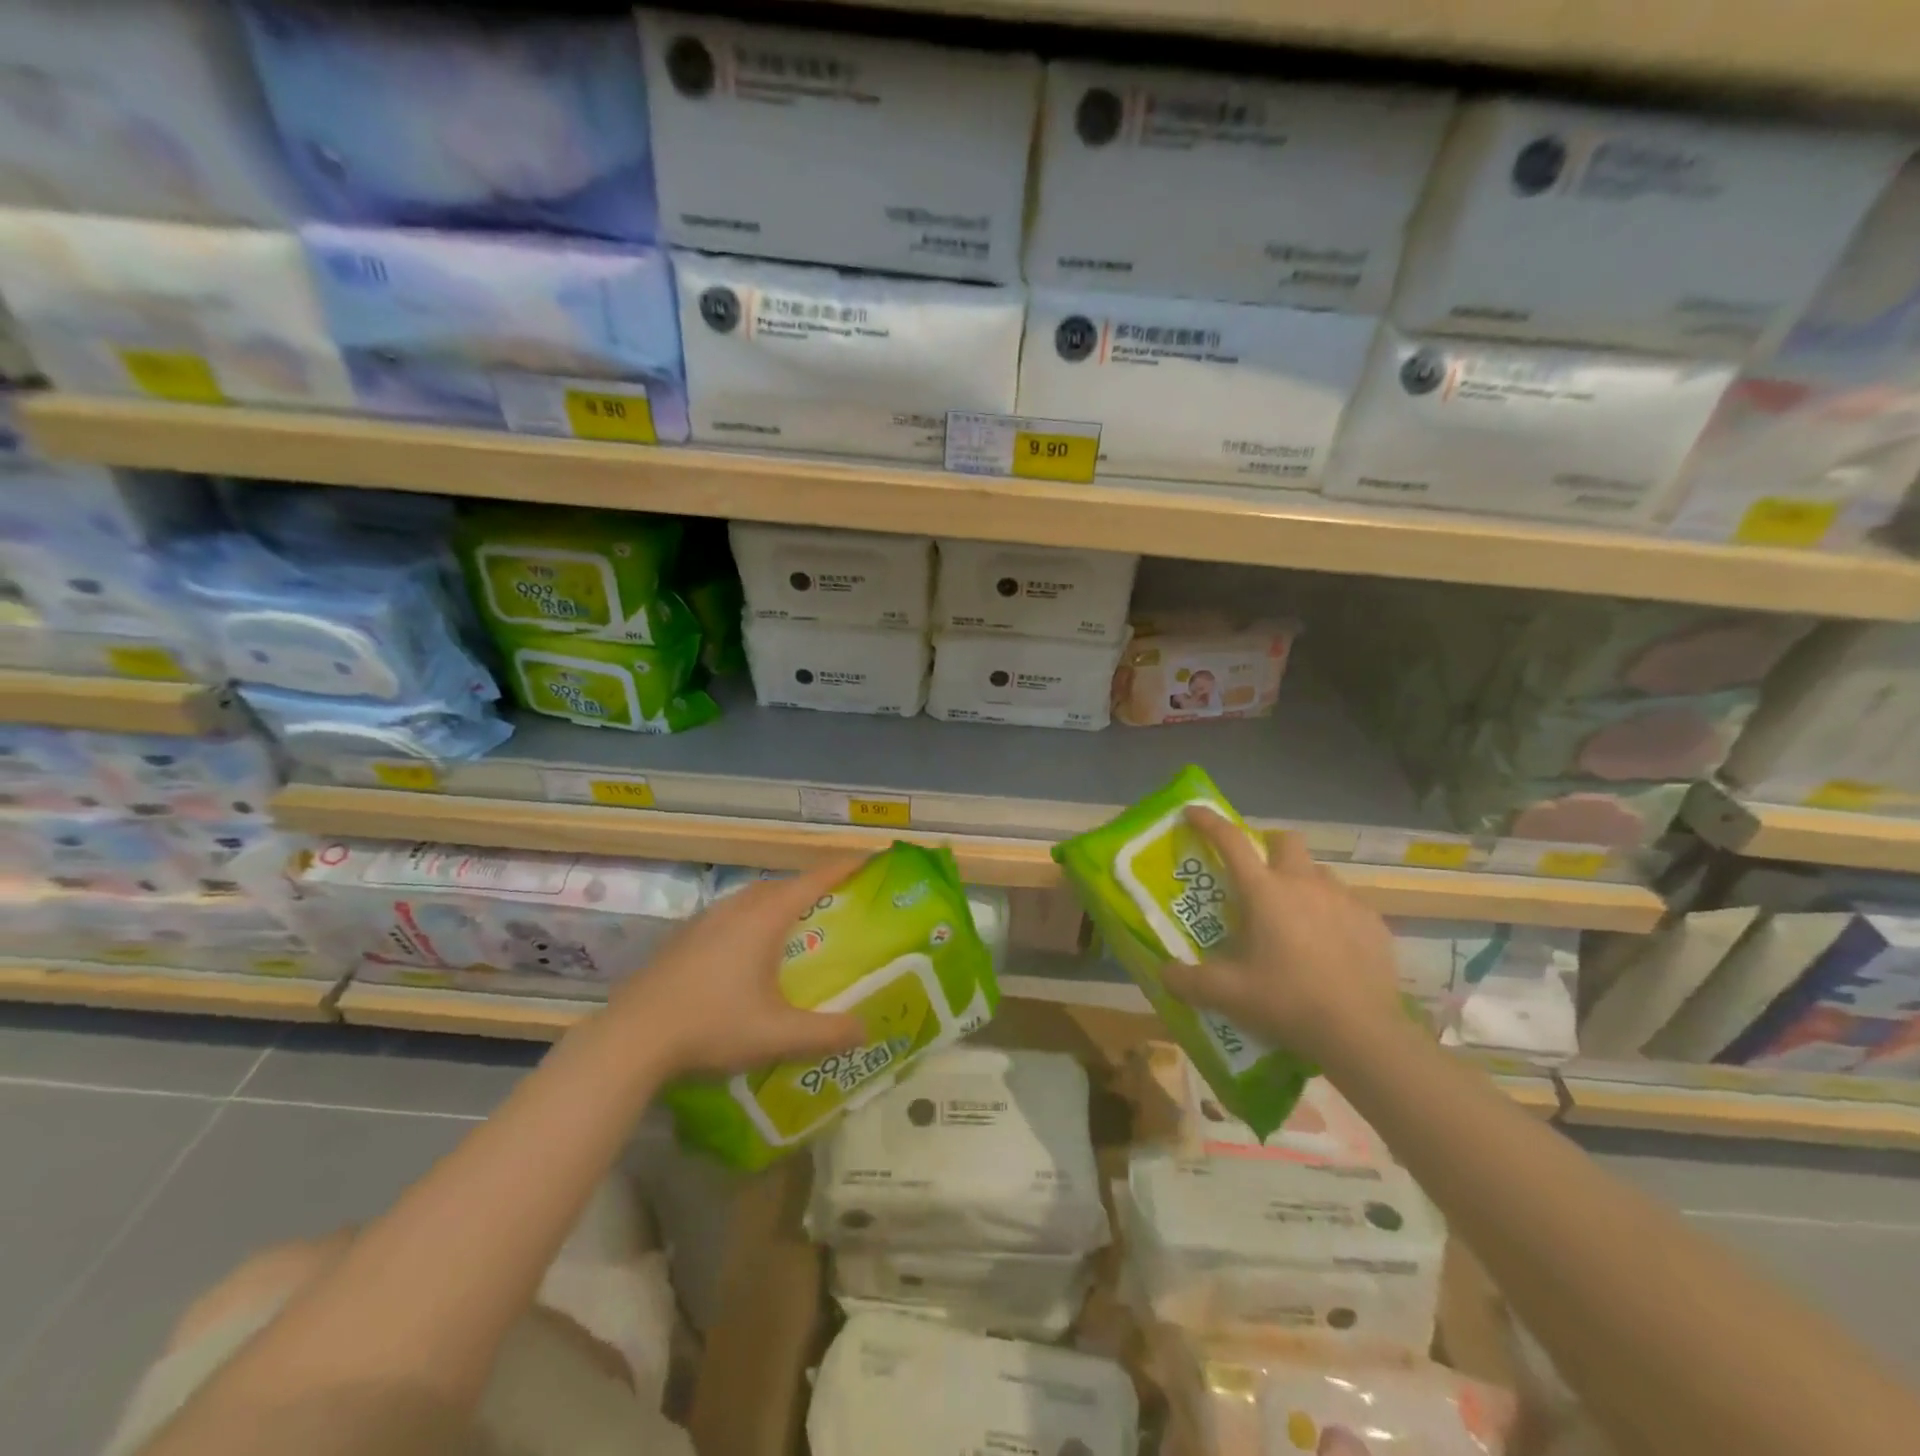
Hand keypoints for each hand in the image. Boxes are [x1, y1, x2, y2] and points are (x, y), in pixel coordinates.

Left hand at [611, 857, 866, 1076]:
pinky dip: (751, 919)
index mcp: (764, 918)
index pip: (813, 880)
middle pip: (782, 885)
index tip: (868, 857)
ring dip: (777, 901)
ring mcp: (704, 921)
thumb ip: (827, 1033)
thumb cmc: (712, 1026)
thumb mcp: (778, 1035)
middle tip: (836, 900)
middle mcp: (735, 909)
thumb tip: (866, 1030)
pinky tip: (745, 951)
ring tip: (794, 923)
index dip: (843, 866)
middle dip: (811, 886)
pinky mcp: (682, 938)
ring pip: (751, 898)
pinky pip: (729, 915)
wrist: (632, 1038)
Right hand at [1160, 807, 1403, 1062]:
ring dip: (1302, 883)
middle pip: (1285, 841)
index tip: (1192, 812)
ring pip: (1318, 872)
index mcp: (1264, 892)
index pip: (1230, 841)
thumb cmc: (1287, 1001)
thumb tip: (1164, 973)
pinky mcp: (1373, 922)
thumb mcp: (1227, 994)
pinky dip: (1332, 914)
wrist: (1361, 1032)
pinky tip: (1329, 947)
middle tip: (1258, 878)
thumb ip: (1187, 981)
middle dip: (1269, 848)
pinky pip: (1347, 904)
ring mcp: (1344, 900)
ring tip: (1295, 918)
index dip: (1208, 822)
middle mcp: (1304, 883)